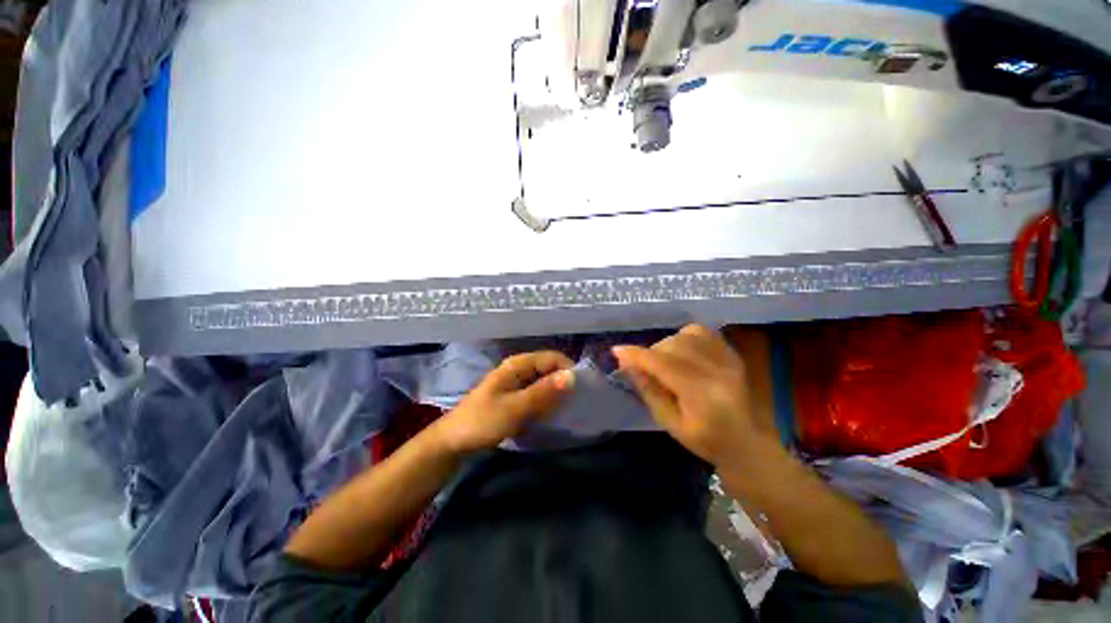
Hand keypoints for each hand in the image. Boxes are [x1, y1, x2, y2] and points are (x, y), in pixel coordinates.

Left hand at [430, 351, 575, 453]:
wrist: (454, 441)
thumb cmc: (483, 421)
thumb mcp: (515, 408)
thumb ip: (543, 392)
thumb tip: (572, 377)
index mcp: (518, 364)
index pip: (553, 358)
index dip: (569, 370)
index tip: (582, 390)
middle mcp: (519, 369)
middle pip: (550, 368)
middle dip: (564, 383)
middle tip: (577, 403)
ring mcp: (517, 382)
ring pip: (544, 382)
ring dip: (556, 393)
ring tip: (569, 410)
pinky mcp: (515, 396)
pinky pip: (537, 393)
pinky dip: (547, 401)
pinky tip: (553, 414)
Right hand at [614, 324, 771, 467]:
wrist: (747, 443)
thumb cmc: (706, 441)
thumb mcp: (670, 423)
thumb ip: (648, 391)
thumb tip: (627, 363)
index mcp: (703, 395)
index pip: (664, 364)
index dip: (637, 355)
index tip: (616, 351)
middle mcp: (718, 370)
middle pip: (673, 346)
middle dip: (650, 353)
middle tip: (643, 368)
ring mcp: (728, 358)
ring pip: (685, 335)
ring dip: (666, 345)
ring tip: (663, 362)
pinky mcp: (731, 353)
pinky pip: (701, 331)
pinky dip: (683, 337)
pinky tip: (681, 351)